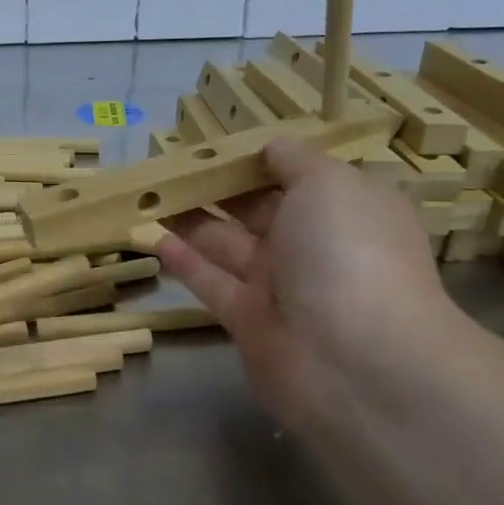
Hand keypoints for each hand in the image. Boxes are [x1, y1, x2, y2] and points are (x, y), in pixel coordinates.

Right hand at [158, 138, 467, 442]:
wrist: (354, 361)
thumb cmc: (346, 251)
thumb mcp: (329, 183)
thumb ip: (294, 160)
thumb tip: (271, 147)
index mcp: (343, 209)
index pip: (297, 176)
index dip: (258, 159)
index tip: (216, 143)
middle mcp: (313, 246)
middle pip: (256, 209)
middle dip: (216, 188)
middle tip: (169, 166)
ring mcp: (281, 287)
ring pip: (228, 245)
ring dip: (191, 220)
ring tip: (150, 196)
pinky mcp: (249, 322)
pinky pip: (213, 284)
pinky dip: (186, 264)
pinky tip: (155, 240)